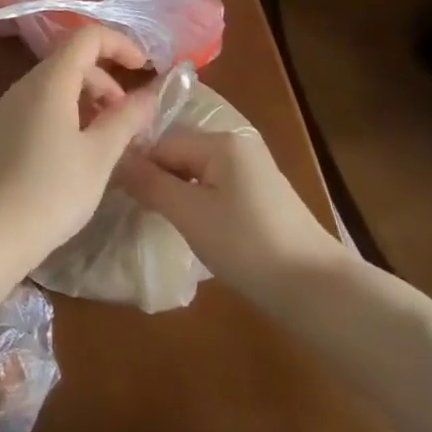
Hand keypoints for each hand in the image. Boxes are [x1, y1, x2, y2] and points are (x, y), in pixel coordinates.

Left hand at [0, 26, 157, 276]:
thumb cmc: (49, 192)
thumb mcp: (98, 156)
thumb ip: (126, 119)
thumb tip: (150, 94)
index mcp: (50, 81)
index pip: (87, 36)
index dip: (120, 44)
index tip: (145, 68)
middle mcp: (25, 85)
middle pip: (72, 61)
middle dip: (107, 80)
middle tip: (128, 120)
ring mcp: (8, 108)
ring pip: (56, 86)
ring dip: (88, 101)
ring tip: (106, 141)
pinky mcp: (0, 131)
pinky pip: (40, 107)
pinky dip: (67, 116)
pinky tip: (75, 155)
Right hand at [118, 126, 347, 298]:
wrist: (317, 290)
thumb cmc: (247, 245)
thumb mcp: (189, 213)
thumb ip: (150, 183)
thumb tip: (115, 159)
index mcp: (220, 141)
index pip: (162, 143)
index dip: (138, 167)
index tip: (117, 195)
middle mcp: (237, 145)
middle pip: (179, 153)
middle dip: (158, 179)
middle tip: (139, 211)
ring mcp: (252, 170)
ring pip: (196, 172)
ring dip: (177, 193)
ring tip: (162, 222)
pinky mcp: (261, 196)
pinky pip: (215, 187)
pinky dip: (199, 203)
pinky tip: (194, 229)